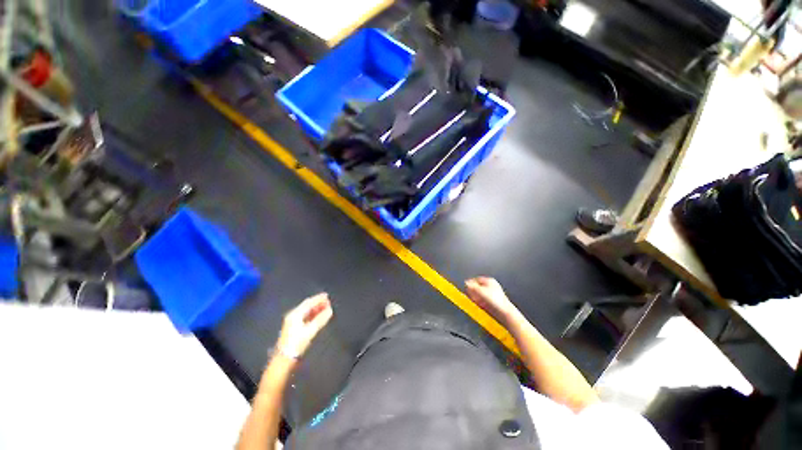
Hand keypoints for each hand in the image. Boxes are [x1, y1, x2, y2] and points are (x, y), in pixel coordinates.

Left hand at [276, 293, 332, 359]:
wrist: (284, 359)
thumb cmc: (297, 343)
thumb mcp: (310, 331)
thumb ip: (321, 319)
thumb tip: (330, 310)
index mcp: (295, 314)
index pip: (308, 302)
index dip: (318, 298)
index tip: (327, 296)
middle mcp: (293, 315)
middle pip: (307, 306)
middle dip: (318, 303)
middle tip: (328, 302)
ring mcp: (293, 322)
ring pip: (307, 311)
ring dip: (316, 309)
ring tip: (326, 308)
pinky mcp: (295, 328)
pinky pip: (306, 317)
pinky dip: (313, 315)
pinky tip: (319, 316)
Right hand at [465, 277, 520, 325]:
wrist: (505, 312)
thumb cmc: (495, 300)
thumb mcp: (480, 291)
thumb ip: (472, 286)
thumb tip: (466, 282)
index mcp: (489, 280)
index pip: (476, 279)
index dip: (471, 283)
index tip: (466, 288)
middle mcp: (492, 286)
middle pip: (478, 287)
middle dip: (473, 292)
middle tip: (470, 296)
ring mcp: (493, 294)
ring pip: (481, 294)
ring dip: (476, 298)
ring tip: (475, 301)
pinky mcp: (494, 302)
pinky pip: (484, 300)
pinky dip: (481, 302)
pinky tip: (480, 305)